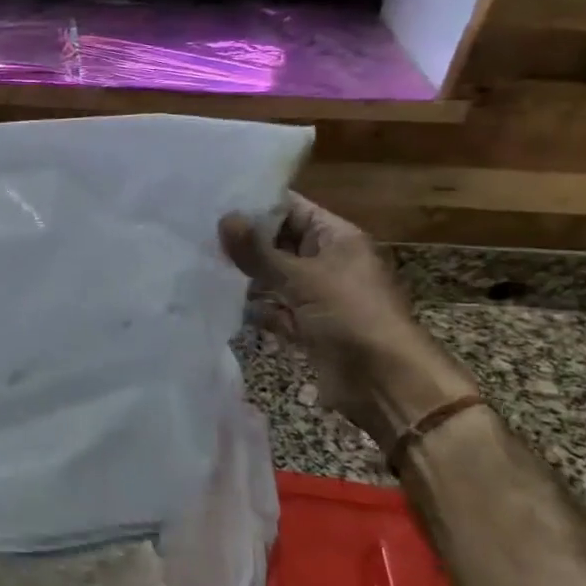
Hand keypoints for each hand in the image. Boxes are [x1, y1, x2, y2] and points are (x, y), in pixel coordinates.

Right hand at [220, 196, 475, 452]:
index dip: (256, 205)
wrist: (386, 384)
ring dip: (246, 275)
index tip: (215, 202)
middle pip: (280, 242)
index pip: (292, 209)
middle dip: (245, 241)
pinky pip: (275, 310)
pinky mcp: (308, 327)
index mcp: (336, 238)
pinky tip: (221, 301)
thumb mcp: (302, 279)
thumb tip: (224, 219)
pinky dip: (255, 308)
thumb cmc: (351, 317)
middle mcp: (327, 262)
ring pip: (275, 277)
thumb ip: (259, 251)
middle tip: (199, 233)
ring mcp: (318, 296)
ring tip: (202, 263)